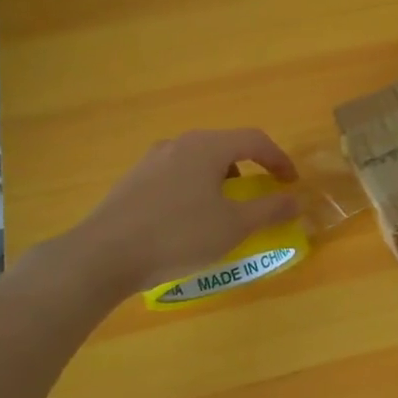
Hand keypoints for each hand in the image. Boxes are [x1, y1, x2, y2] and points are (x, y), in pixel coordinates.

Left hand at [59, 129, 300, 299]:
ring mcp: (151, 161)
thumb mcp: (234, 226)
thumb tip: (295, 200)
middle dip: (249, 168)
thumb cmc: (178, 235)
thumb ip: (269, 210)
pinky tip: (188, 221)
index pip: (255, 140)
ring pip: (198, 162)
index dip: (279, 159)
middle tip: (259, 194)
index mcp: (207, 146)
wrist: (102, 256)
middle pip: (225, 147)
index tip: (291, 183)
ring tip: (224, 210)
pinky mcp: (132, 182)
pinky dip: (195, 190)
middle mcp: (179, 144)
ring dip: (220, 180)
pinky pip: (176, 176)